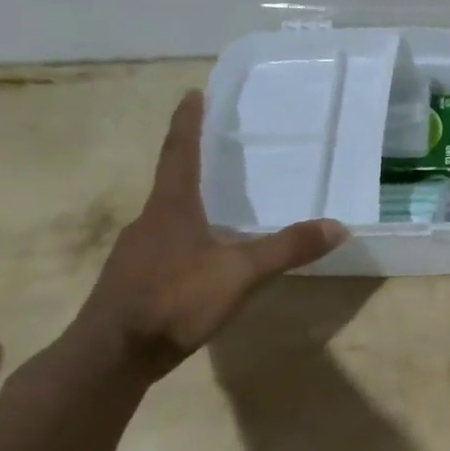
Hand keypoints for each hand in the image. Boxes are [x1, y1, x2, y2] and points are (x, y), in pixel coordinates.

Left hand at [70, 91, 346, 373]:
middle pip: (173, 182)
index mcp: (171, 208)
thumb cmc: (174, 300)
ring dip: (191, 203)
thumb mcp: (241, 273)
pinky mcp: (134, 280)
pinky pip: (167, 245)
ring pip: (169, 217)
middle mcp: (149, 221)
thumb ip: (288, 249)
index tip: (192, 93)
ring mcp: (137, 252)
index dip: (188, 122)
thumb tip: (339, 227)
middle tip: (220, 148)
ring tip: (221, 204)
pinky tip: (205, 257)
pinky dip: (188, 237)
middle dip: (194, 162)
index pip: (180, 152)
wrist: (110, 357)